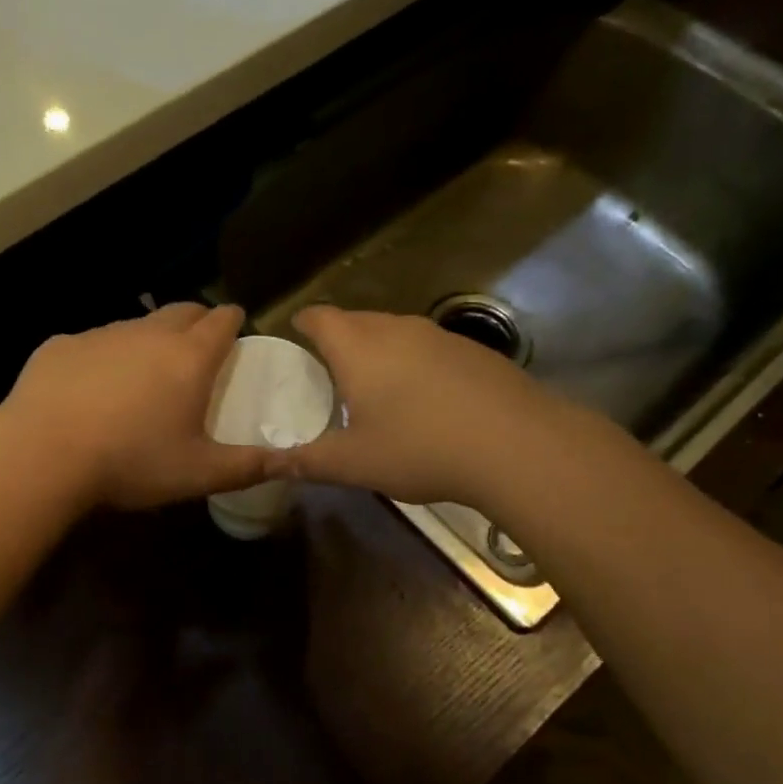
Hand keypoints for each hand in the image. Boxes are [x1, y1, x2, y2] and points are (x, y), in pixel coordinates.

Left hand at [1, 303, 270, 510]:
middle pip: (182, 311)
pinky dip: (104, 356)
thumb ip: (247, 467)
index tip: (236, 327)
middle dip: (197, 320)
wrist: (42, 453)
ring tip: (145, 370)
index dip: (233, 321)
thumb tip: (290, 462)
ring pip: (136, 325)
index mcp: (189, 358)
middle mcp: (148, 334)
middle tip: (198, 344)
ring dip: (149, 339)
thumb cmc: (131, 462)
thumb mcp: (198, 474)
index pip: (222, 321)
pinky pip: (93, 343)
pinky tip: (93, 386)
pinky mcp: (61, 345)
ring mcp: (101, 335)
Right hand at [280, 306, 548, 506]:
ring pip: (396, 331)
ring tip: (374, 383)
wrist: (516, 445)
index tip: (295, 334)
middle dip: (339, 337)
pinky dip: (414, 362)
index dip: (304, 323)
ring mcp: (440, 336)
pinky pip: (428, 347)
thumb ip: (306, 462)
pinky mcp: (474, 351)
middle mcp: (397, 329)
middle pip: (357, 320)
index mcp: (358, 348)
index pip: (320, 318)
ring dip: (379, 349)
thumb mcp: (353, 464)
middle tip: (328, 368)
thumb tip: (266, 465)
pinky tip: (424, 397)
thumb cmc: (419, 449)